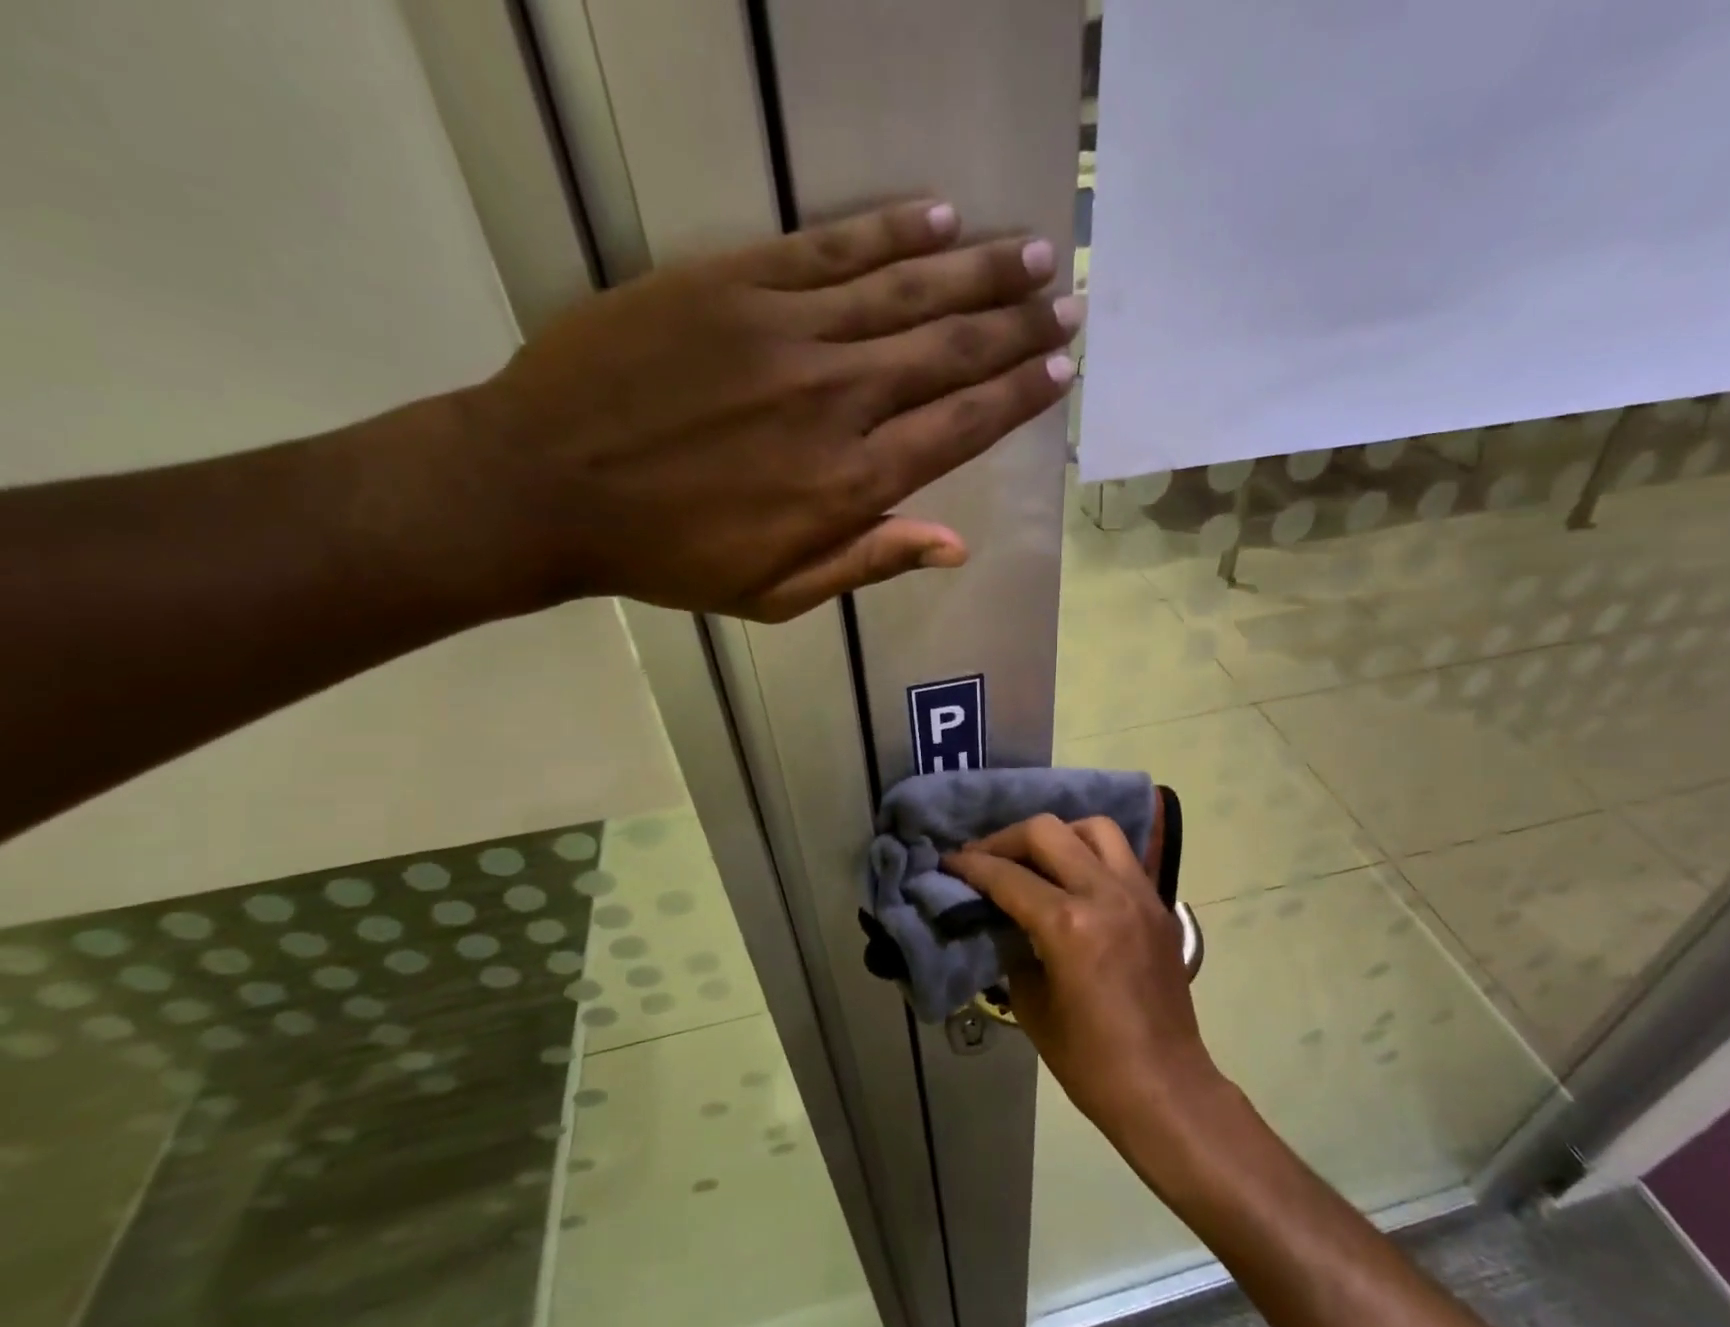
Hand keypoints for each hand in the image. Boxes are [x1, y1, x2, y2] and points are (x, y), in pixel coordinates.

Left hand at [458, 201, 1081, 621]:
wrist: (546, 485)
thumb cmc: (669, 556)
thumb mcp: (776, 593)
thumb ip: (868, 561)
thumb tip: (956, 544)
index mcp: (849, 484)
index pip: (959, 427)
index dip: (1016, 395)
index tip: (1060, 368)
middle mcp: (837, 400)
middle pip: (948, 351)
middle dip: (1017, 325)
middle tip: (1067, 298)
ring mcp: (787, 332)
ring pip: (906, 290)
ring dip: (976, 269)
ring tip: (1030, 251)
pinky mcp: (734, 282)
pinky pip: (831, 248)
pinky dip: (891, 231)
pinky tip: (938, 215)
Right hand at [944, 814, 1220, 1139]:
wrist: (1165, 1087)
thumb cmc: (1090, 1060)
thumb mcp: (1031, 1004)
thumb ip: (1012, 948)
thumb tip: (999, 919)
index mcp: (1068, 924)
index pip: (1008, 875)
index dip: (971, 865)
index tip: (949, 862)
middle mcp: (1105, 894)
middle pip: (1047, 832)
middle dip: (1006, 839)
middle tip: (985, 858)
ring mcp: (1139, 894)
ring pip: (1094, 828)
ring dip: (1057, 835)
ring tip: (1035, 858)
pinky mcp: (1159, 904)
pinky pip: (1121, 856)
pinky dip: (1091, 853)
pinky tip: (1074, 877)